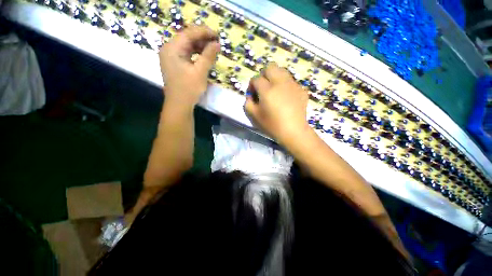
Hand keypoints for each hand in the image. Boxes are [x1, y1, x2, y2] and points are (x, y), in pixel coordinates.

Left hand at [159, 26, 220, 108]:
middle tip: (216, 43)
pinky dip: (196, 54)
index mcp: (172, 48)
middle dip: (203, 39)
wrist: (179, 105)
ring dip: (200, 46)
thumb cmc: (188, 89)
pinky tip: (205, 56)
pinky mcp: (175, 63)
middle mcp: (169, 49)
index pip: (189, 33)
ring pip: (187, 46)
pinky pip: (186, 54)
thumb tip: (217, 44)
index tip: (217, 35)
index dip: (204, 32)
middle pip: (187, 38)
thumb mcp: (200, 72)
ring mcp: (171, 56)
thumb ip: (208, 56)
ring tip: (213, 50)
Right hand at [244, 63, 311, 144]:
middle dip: (264, 75)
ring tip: (274, 90)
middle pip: (270, 67)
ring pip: (282, 71)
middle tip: (263, 87)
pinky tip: (286, 97)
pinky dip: (285, 85)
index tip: (253, 94)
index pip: (256, 79)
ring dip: (275, 77)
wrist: (293, 131)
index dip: (252, 85)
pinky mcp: (301, 89)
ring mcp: (293, 85)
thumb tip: (250, 95)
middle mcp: (280, 83)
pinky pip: (291, 81)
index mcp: (267, 90)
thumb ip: (248, 102)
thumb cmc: (272, 125)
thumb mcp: (254, 116)